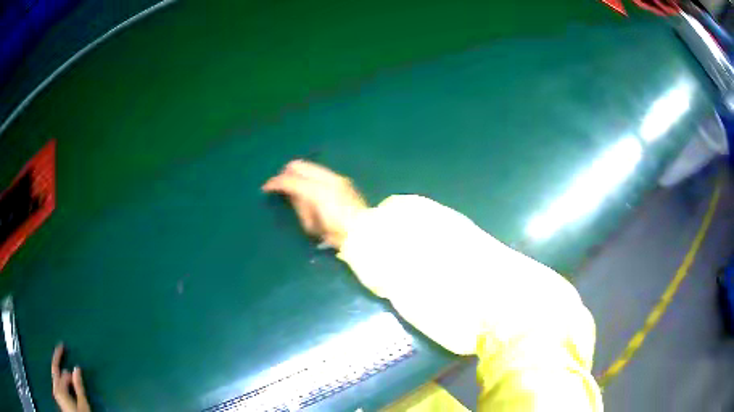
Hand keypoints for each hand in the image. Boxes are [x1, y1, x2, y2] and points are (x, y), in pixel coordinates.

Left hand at [51, 344, 90, 411]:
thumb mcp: (83, 405)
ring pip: (54, 376)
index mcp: (60, 389)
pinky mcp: (57, 397)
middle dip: (57, 358)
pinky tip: (62, 380)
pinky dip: (59, 379)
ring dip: (59, 371)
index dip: (72, 374)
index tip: (78, 370)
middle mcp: (55, 388)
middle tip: (61, 345)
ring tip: (62, 362)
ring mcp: (55, 393)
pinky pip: (55, 383)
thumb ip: (79, 386)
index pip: (65, 375)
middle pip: (55, 370)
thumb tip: (76, 367)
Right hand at [262, 160, 368, 248]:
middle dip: (285, 173)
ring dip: (298, 173)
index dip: (276, 183)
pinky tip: (308, 188)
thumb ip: (299, 205)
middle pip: (299, 165)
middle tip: (278, 185)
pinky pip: (319, 172)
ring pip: (309, 166)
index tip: (266, 188)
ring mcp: (336, 177)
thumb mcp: (312, 224)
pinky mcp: (342, 180)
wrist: (363, 232)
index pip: (291, 180)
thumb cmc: (336, 233)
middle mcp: (327, 178)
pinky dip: (309, 176)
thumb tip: (290, 193)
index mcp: (318, 192)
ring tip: (292, 186)